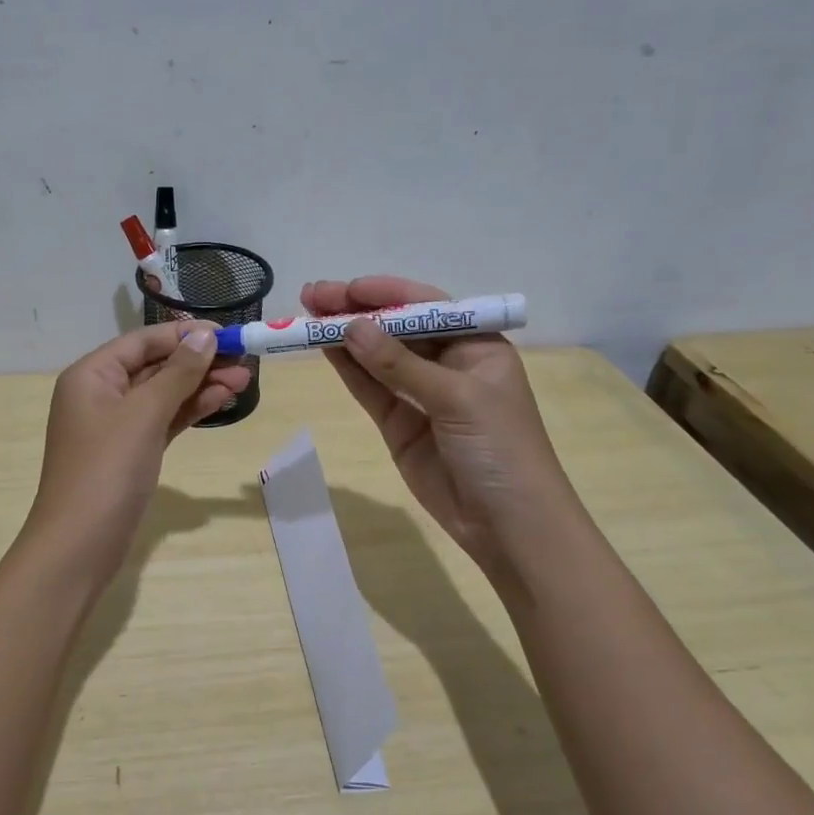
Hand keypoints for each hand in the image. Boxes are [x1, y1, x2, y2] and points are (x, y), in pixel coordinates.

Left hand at [24, 322, 251, 575]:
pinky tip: (221, 402)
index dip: (184, 334)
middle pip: (155, 366)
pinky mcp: (130, 453)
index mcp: (91, 375)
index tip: (227, 334)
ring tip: (244, 381)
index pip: (143, 341)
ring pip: (163, 395)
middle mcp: (101, 394)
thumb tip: (204, 336)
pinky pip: (163, 421)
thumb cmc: (107, 470)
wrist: (79, 545)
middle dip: (198, 362)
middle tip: (245, 361)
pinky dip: (190, 411)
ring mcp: (115, 426)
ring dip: (200, 386)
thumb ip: (177, 373)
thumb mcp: (144, 415)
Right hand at [301, 276, 568, 568]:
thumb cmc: (501, 449)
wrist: (508, 524)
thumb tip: (350, 328)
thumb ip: (401, 365)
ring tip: (305, 317)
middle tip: (311, 296)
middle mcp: (447, 363)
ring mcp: (420, 395)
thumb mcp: (457, 398)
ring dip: (344, 336)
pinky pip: (369, 388)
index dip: (385, 294)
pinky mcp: (399, 424)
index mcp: (476, 345)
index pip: (426, 306)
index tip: (345, 289)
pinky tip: (323, 347)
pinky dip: (347, 369)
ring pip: (376, 357)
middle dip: (356, 310)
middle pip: (396, 328)